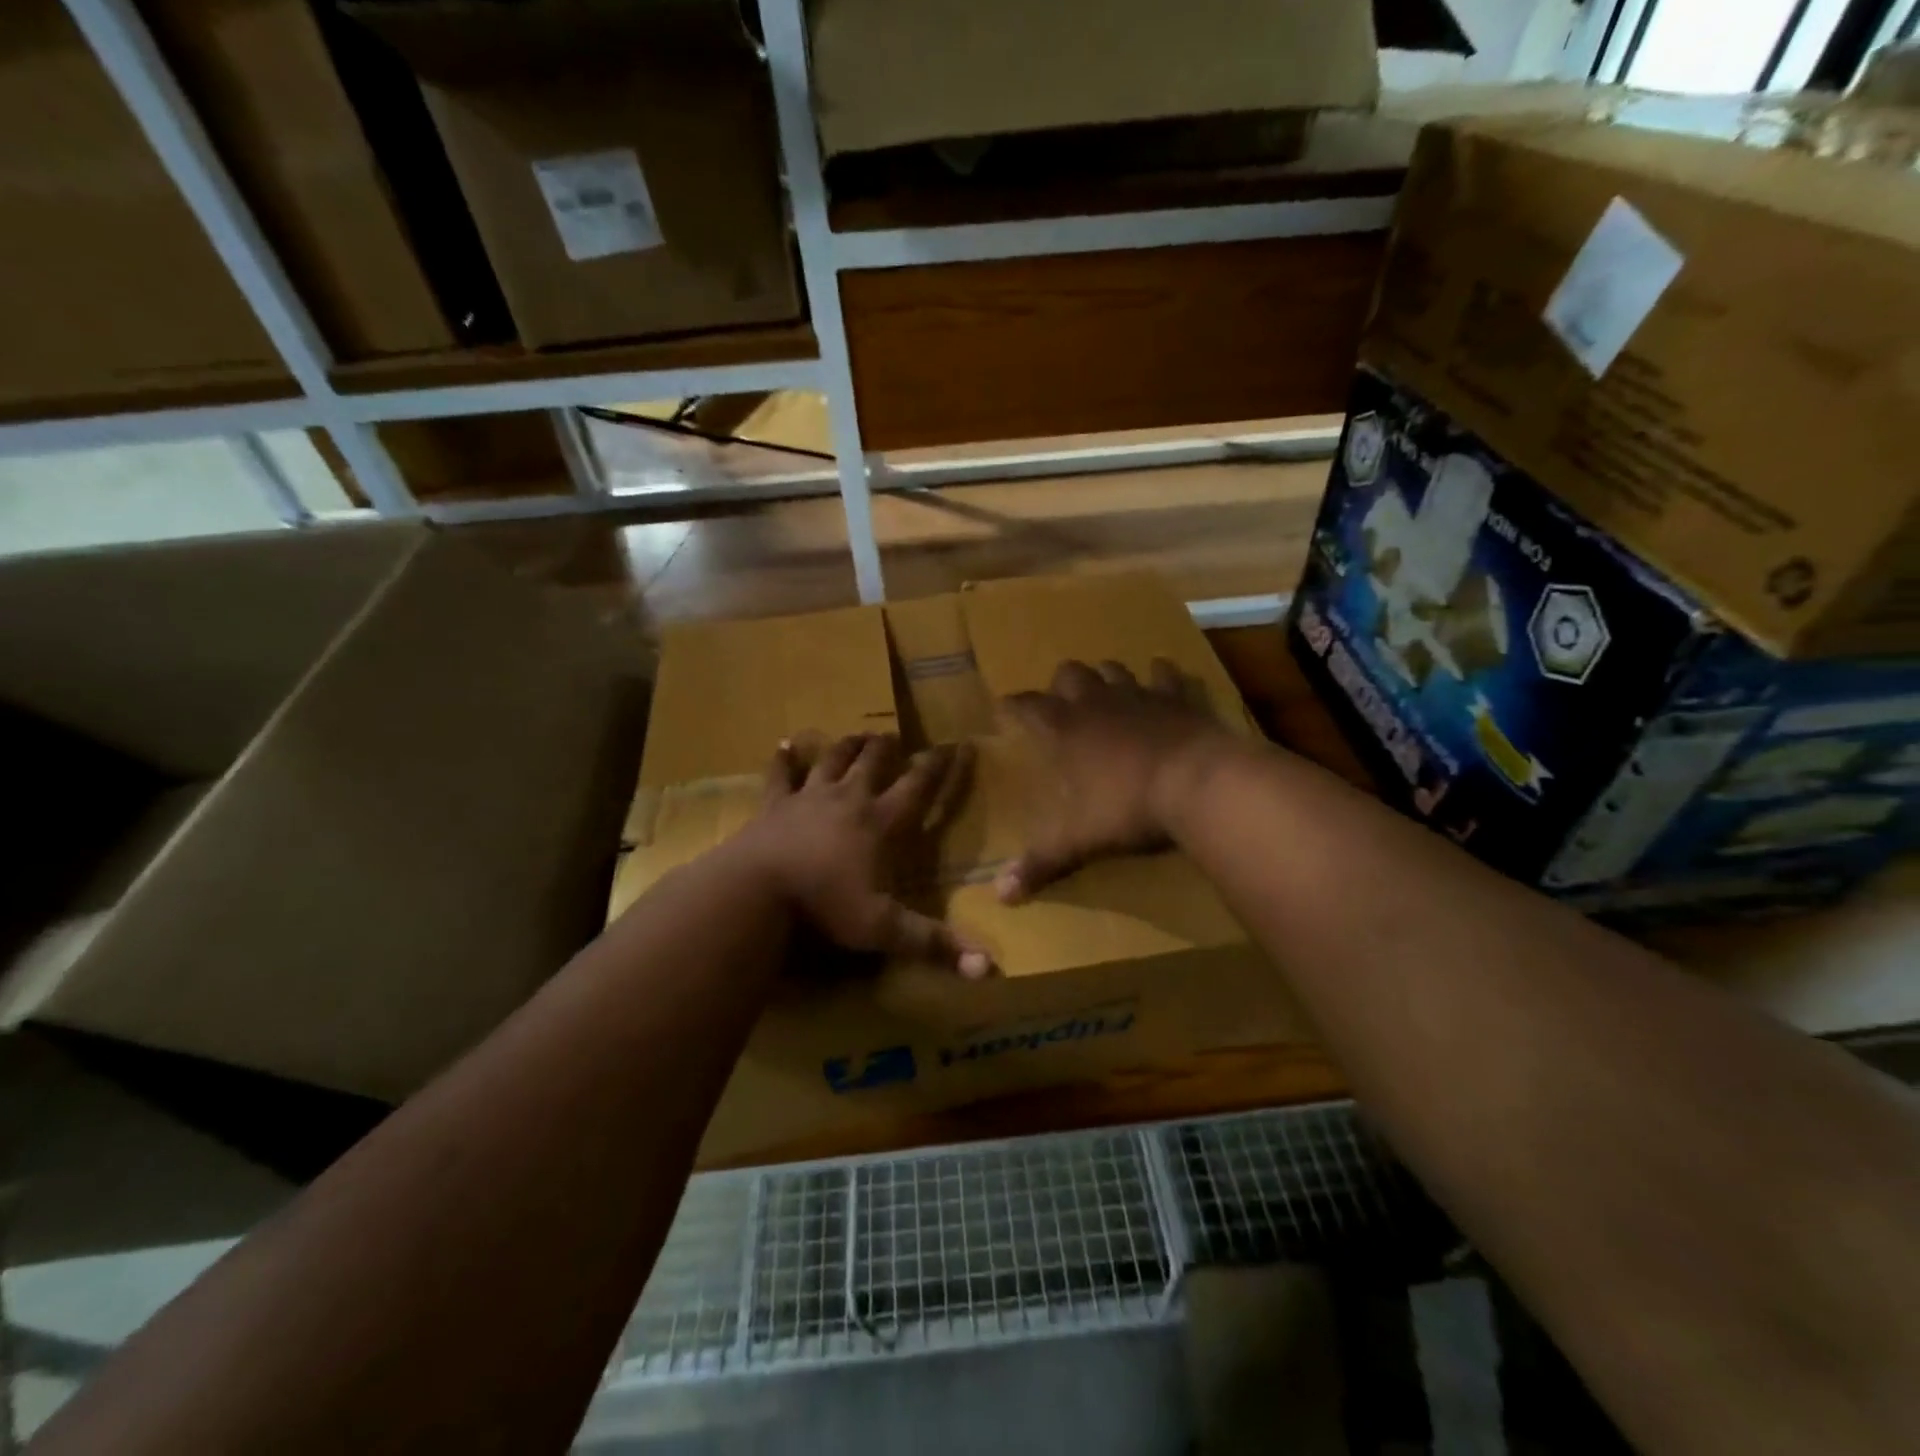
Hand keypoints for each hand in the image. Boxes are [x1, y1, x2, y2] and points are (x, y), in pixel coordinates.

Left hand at [740, 733, 992, 978]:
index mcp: (880, 823)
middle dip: (887, 747)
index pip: (918, 785)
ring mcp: (808, 797)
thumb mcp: (883, 929)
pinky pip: (780, 775)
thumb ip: (933, 944)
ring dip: (847, 746)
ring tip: (858, 735)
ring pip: (833, 760)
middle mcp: (848, 799)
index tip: (953, 743)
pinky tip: (785, 745)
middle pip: (873, 761)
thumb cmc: (824, 906)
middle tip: (894, 735)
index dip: (938, 765)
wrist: (757, 890)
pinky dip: (784, 759)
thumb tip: (988, 970)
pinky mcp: (774, 805)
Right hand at [997, 659, 1230, 902]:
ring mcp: (1139, 694)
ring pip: (1113, 668)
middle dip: (1061, 685)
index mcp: (1065, 728)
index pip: (1026, 705)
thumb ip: (1040, 863)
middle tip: (1062, 704)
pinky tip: (1161, 676)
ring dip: (1105, 676)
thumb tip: (1000, 897)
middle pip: (1069, 673)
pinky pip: (1166, 674)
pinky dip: (1161, 674)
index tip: (1003, 707)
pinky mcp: (1178, 697)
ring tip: (1105, 691)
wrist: (1198, 785)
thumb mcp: (1078, 841)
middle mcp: (1097, 702)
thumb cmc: (1128, 808)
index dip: (1012, 705)